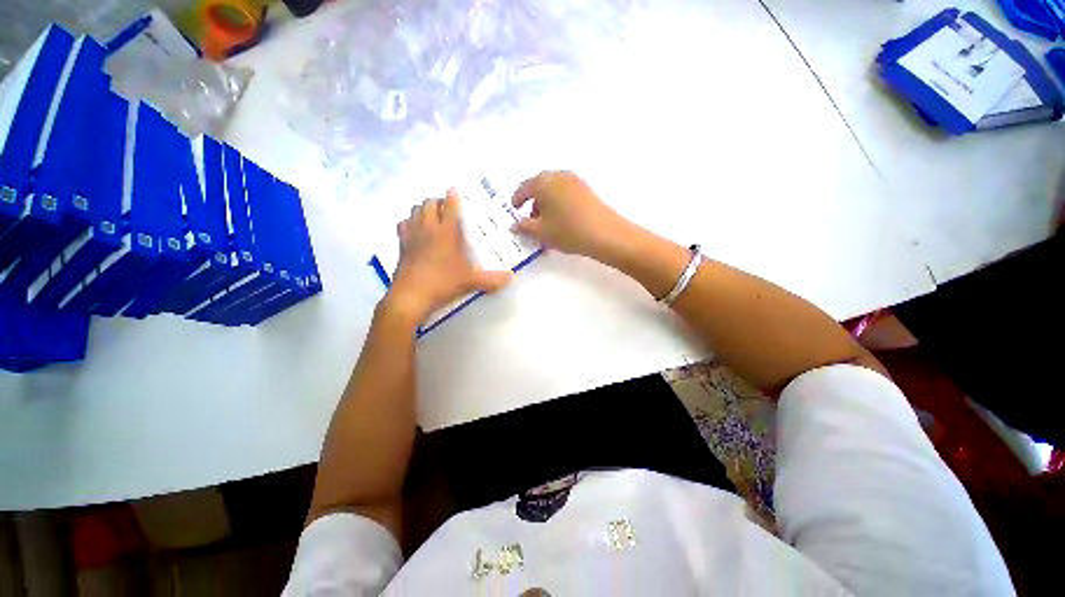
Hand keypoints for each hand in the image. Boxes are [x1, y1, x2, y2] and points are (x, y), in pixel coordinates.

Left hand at [382, 189, 511, 325]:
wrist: (411, 295)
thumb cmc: (443, 283)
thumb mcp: (471, 282)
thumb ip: (492, 279)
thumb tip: (511, 277)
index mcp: (447, 232)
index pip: (450, 206)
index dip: (453, 196)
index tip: (455, 190)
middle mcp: (429, 228)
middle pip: (429, 203)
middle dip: (438, 201)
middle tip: (447, 208)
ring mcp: (412, 235)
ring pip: (415, 210)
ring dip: (424, 208)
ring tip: (433, 216)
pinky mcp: (402, 245)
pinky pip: (403, 224)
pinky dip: (409, 222)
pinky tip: (415, 229)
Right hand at [511, 171, 633, 260]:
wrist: (605, 234)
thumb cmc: (567, 231)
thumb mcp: (541, 232)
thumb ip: (524, 227)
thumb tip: (514, 225)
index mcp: (543, 182)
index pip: (524, 187)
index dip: (517, 199)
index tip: (514, 208)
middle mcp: (558, 176)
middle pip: (540, 187)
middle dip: (533, 203)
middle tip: (530, 220)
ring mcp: (575, 181)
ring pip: (554, 191)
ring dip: (546, 205)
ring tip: (547, 224)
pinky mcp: (586, 190)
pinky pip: (565, 194)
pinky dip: (559, 204)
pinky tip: (561, 221)